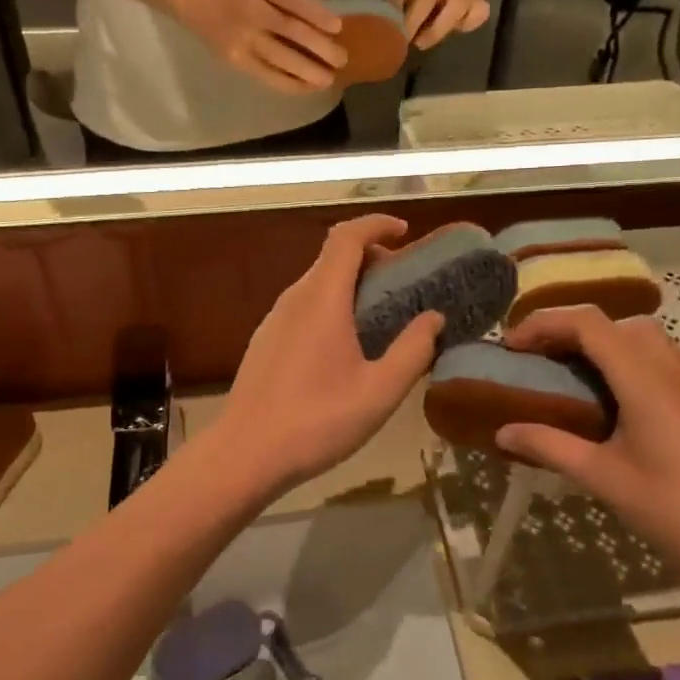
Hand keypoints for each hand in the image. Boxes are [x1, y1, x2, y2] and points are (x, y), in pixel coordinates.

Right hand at [177, 0, 346, 94]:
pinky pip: (268, 76)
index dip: (317, 15)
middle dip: (319, 48)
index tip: (338, 28)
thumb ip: (293, 4)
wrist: (198, 2)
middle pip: (290, 32)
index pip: (293, 1)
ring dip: (308, 72)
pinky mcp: (237, 61)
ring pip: (280, 59)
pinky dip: (290, 84)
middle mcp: (251, 14)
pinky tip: (307, 88)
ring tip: (328, 80)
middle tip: (341, 60)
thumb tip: (329, 30)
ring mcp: (242, 40)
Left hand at [218, 215, 444, 495]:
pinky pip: (305, 306)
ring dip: (352, 284)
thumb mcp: (380, 392)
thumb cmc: (317, 421)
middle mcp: (294, 298)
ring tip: (382, 317)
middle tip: (404, 284)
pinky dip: (333, 305)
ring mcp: (275, 319)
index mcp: (322, 299)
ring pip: (317, 283)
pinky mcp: (266, 341)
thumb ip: (413, 350)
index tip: (406, 233)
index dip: (377, 225)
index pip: (346, 236)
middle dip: (372, 258)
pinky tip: (347, 346)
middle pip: (333, 257)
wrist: (245, 454)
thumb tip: (433, 317)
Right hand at [494, 306, 679, 588]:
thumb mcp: (605, 479)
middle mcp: (670, 367)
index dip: (544, 323)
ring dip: (606, 340)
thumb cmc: (679, 508)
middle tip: (538, 359)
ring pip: (645, 335)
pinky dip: (641, 356)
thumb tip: (502, 432)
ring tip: (579, 371)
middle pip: (614, 323)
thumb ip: (550, 448)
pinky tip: (631, 390)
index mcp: (642, 378)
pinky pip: (671, 356)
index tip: (512, 347)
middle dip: (569, 330)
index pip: (587, 323)